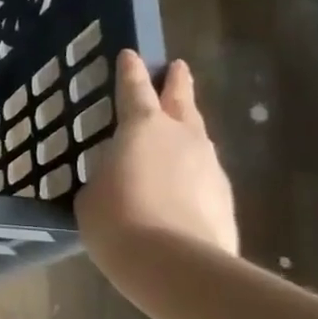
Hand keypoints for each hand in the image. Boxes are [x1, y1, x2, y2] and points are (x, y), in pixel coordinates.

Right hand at [75, 51, 237, 265]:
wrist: (174, 264)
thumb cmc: (117, 219)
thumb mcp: (92, 193)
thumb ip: (106, 175)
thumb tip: (119, 178)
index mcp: (141, 127)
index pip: (133, 89)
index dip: (130, 71)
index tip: (131, 54)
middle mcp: (181, 137)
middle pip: (181, 101)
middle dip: (177, 84)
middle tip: (178, 68)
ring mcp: (209, 166)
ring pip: (198, 137)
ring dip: (187, 130)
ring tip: (178, 131)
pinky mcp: (224, 197)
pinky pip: (203, 174)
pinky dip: (191, 172)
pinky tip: (180, 186)